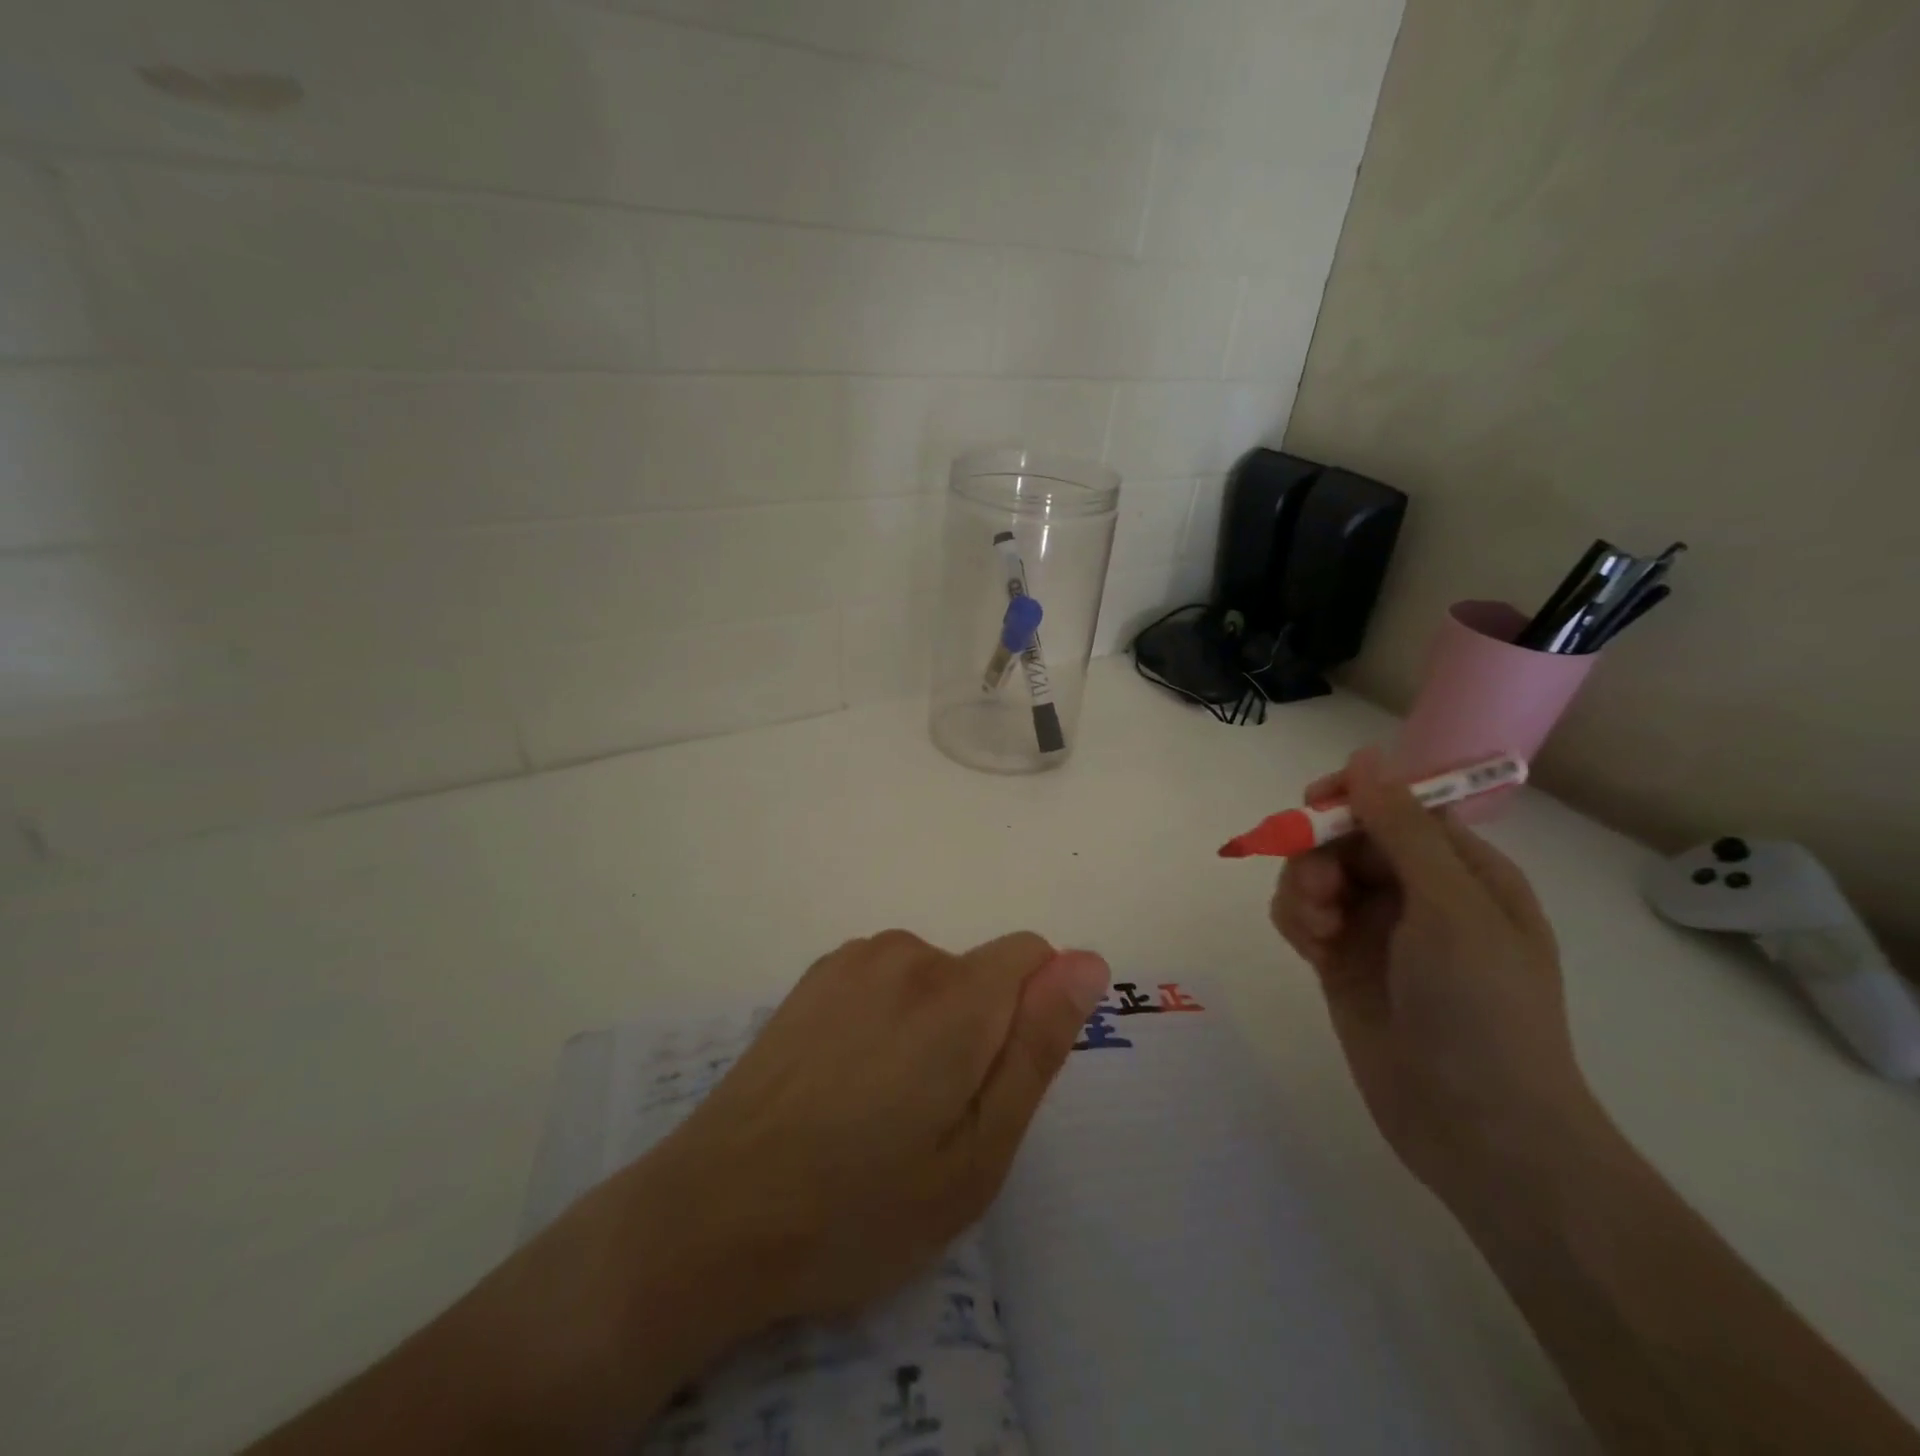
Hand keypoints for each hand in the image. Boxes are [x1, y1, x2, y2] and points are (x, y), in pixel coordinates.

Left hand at [634, 930, 1110, 1330]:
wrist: (714, 1212)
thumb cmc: (862, 1203)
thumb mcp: (977, 1153)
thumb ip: (1037, 1046)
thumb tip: (1086, 962)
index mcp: (956, 995)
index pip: (1033, 955)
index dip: (1033, 1015)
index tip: (997, 1081)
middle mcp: (906, 955)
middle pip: (980, 972)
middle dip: (979, 1029)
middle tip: (936, 1118)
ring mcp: (851, 960)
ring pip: (932, 977)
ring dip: (931, 1024)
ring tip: (884, 1107)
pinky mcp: (813, 975)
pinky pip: (884, 979)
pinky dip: (886, 1017)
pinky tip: (843, 1083)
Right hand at [1270, 748, 1600, 1208]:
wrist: (1477, 1128)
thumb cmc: (1482, 1008)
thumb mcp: (1450, 908)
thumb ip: (1402, 829)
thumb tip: (1365, 756)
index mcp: (1462, 871)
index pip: (1398, 807)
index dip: (1353, 798)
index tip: (1313, 806)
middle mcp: (1419, 893)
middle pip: (1347, 839)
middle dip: (1320, 854)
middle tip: (1320, 893)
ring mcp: (1378, 930)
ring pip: (1317, 875)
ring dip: (1303, 889)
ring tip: (1315, 930)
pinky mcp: (1342, 963)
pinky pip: (1303, 916)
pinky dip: (1296, 920)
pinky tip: (1307, 946)